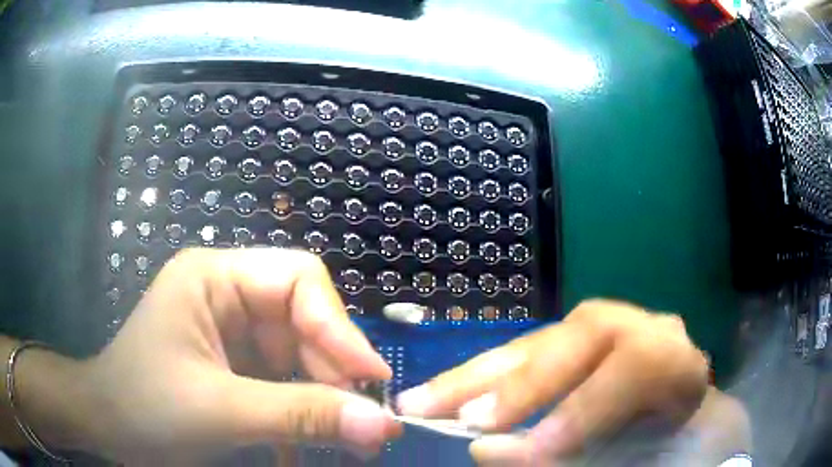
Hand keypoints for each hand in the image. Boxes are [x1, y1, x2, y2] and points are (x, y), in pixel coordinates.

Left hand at [73, 248, 401, 462]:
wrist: (107, 426)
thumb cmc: (145, 408)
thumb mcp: (220, 412)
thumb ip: (300, 416)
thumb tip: (381, 424)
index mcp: (215, 278)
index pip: (298, 281)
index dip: (340, 328)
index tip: (372, 380)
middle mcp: (228, 295)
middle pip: (305, 321)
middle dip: (335, 371)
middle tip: (365, 423)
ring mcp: (232, 332)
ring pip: (301, 355)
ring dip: (324, 396)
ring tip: (347, 438)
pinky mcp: (235, 364)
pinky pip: (285, 379)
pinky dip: (303, 409)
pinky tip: (310, 440)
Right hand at [397, 300, 711, 464]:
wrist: (672, 428)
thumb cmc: (663, 450)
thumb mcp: (634, 459)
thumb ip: (575, 459)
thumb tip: (490, 451)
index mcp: (676, 362)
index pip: (636, 363)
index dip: (583, 408)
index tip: (527, 453)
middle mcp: (640, 333)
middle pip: (582, 337)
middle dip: (520, 384)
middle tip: (462, 422)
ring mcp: (603, 332)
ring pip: (542, 340)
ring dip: (480, 375)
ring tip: (422, 400)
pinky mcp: (573, 345)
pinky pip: (526, 354)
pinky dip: (484, 376)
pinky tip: (449, 389)